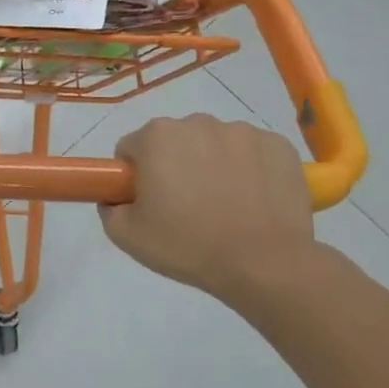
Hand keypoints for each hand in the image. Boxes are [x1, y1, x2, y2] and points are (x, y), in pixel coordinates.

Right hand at [99, 114, 315, 303]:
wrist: (264, 264)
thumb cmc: (188, 245)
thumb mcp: (125, 235)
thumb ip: (108, 207)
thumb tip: (116, 198)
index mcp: (157, 137)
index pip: (131, 149)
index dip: (134, 176)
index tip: (148, 201)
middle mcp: (198, 123)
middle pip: (174, 141)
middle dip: (174, 165)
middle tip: (183, 206)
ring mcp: (244, 132)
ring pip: (214, 144)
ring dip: (211, 164)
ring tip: (223, 205)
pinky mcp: (279, 146)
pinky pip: (251, 152)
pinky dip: (248, 169)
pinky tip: (251, 200)